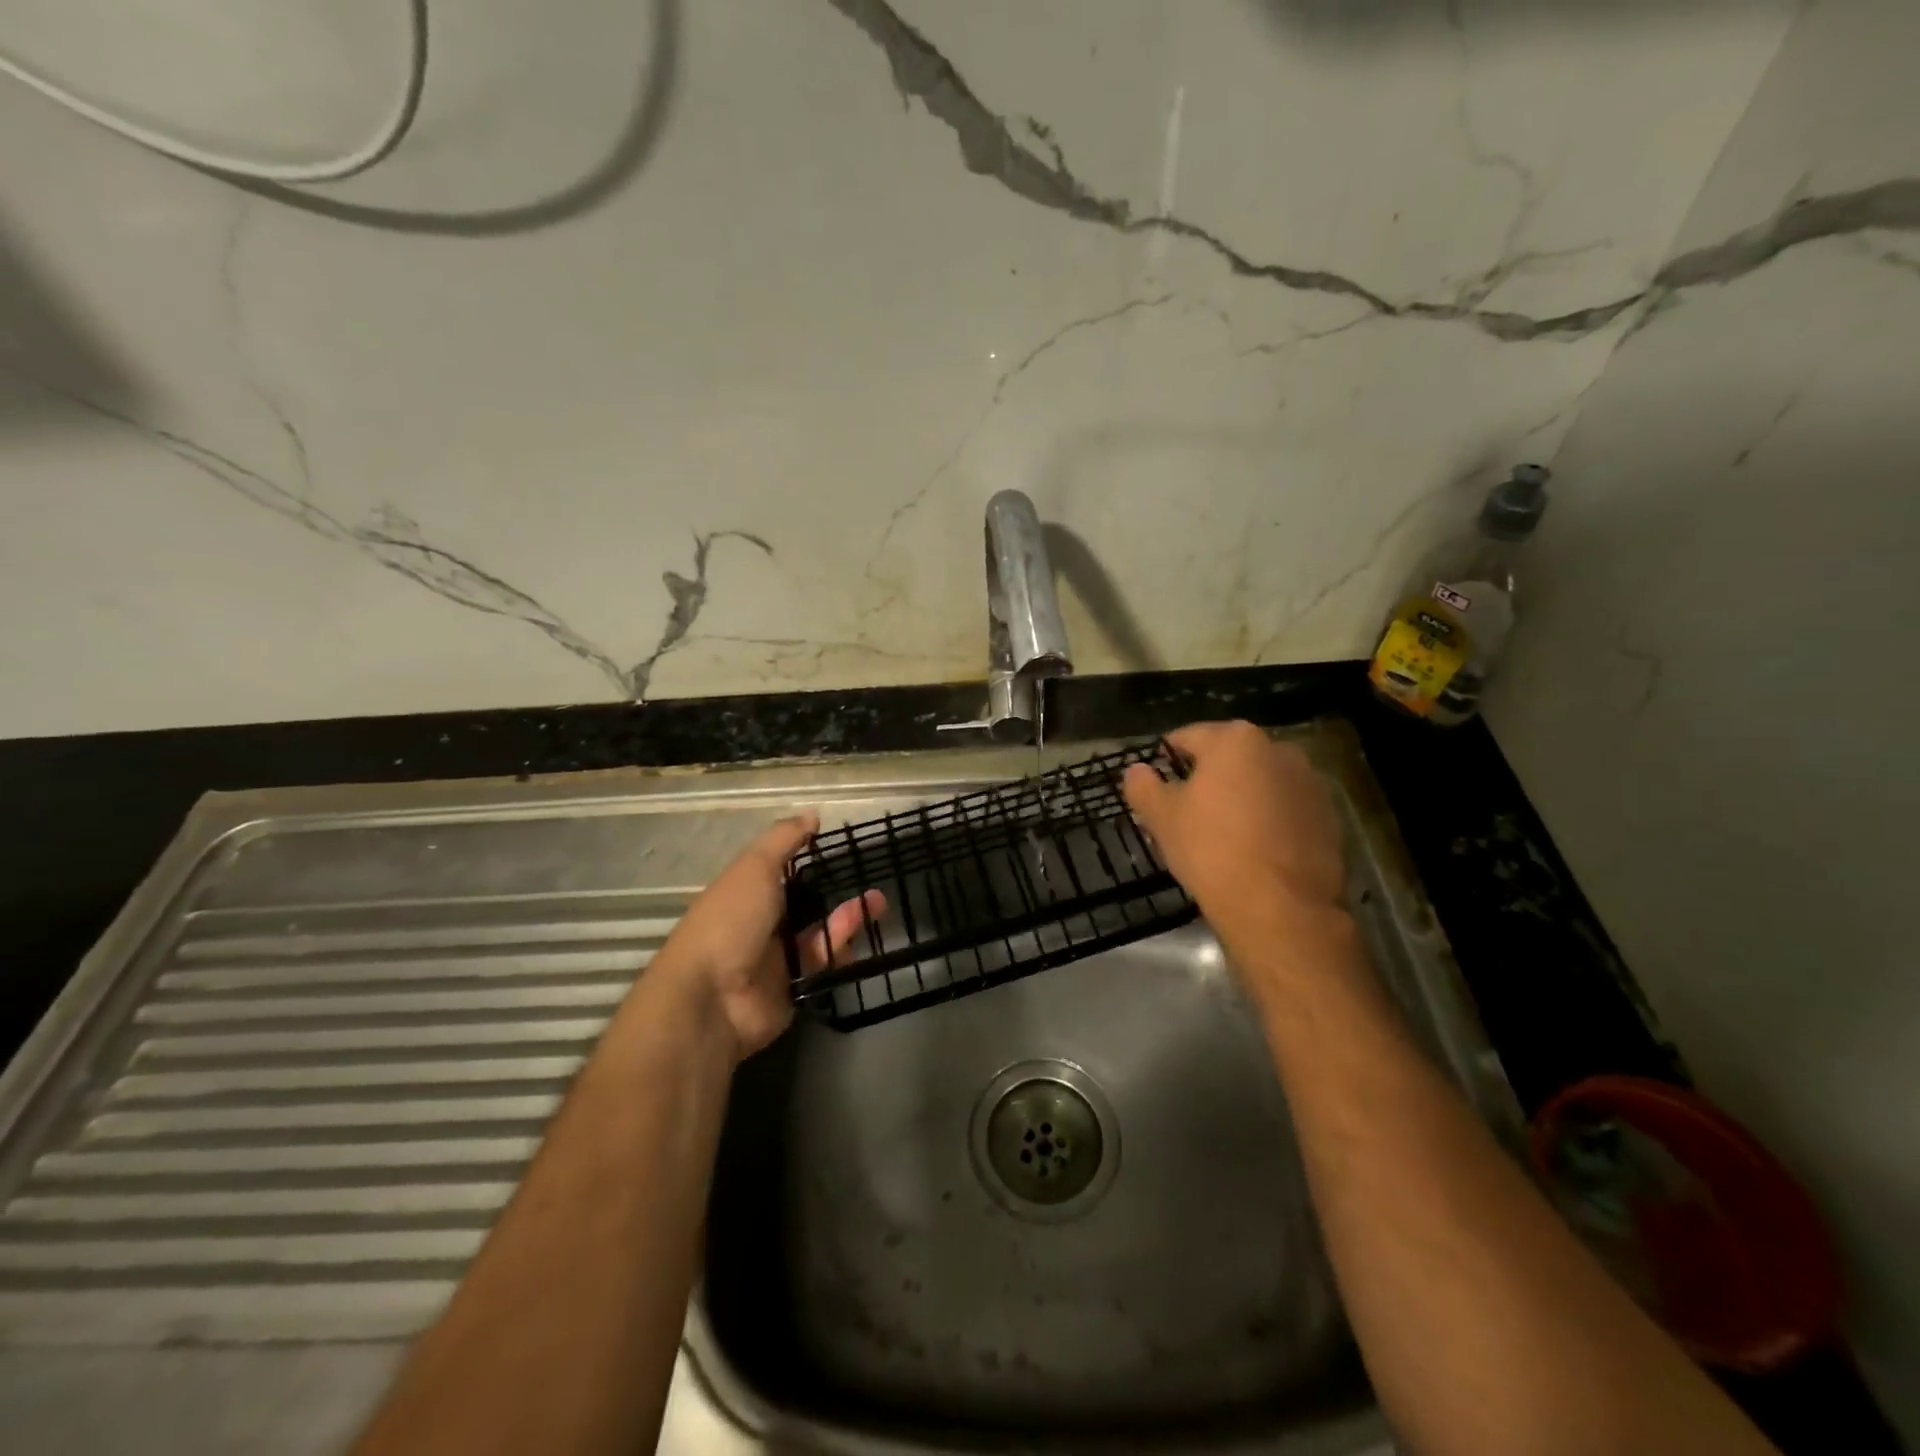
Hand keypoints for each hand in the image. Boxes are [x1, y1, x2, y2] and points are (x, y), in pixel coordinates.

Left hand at [656, 814, 882, 1062]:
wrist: (712, 999)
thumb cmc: (730, 921)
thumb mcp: (754, 868)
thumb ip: (784, 839)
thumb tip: (812, 813)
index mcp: (745, 893)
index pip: (780, 871)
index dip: (807, 858)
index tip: (839, 845)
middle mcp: (760, 924)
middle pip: (805, 903)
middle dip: (836, 891)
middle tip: (871, 877)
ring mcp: (777, 959)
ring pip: (820, 933)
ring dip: (848, 918)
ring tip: (880, 902)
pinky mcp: (794, 988)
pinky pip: (824, 966)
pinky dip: (841, 951)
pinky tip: (864, 938)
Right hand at [1122, 721, 1346, 938]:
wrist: (1281, 907)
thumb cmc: (1211, 850)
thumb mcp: (1161, 817)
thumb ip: (1143, 785)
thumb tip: (1136, 770)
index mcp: (1234, 740)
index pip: (1187, 738)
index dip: (1166, 759)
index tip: (1156, 784)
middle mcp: (1278, 749)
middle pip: (1229, 757)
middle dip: (1208, 778)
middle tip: (1186, 812)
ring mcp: (1310, 782)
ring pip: (1260, 782)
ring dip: (1242, 797)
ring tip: (1223, 833)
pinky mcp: (1329, 816)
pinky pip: (1287, 808)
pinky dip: (1270, 819)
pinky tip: (1255, 850)